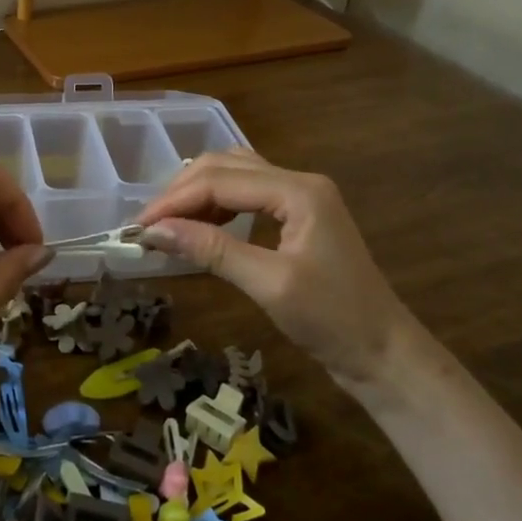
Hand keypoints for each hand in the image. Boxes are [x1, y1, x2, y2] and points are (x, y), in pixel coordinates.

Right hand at [137, 149, 419, 389]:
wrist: (384, 353)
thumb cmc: (332, 320)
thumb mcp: (269, 284)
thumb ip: (212, 250)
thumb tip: (155, 231)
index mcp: (298, 190)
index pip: (220, 181)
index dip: (174, 200)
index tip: (138, 227)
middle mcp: (298, 181)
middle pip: (225, 167)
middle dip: (182, 192)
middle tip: (148, 226)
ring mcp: (300, 197)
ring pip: (235, 176)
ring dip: (197, 194)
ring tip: (167, 224)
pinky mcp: (297, 217)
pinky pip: (247, 195)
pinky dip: (217, 205)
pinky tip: (200, 226)